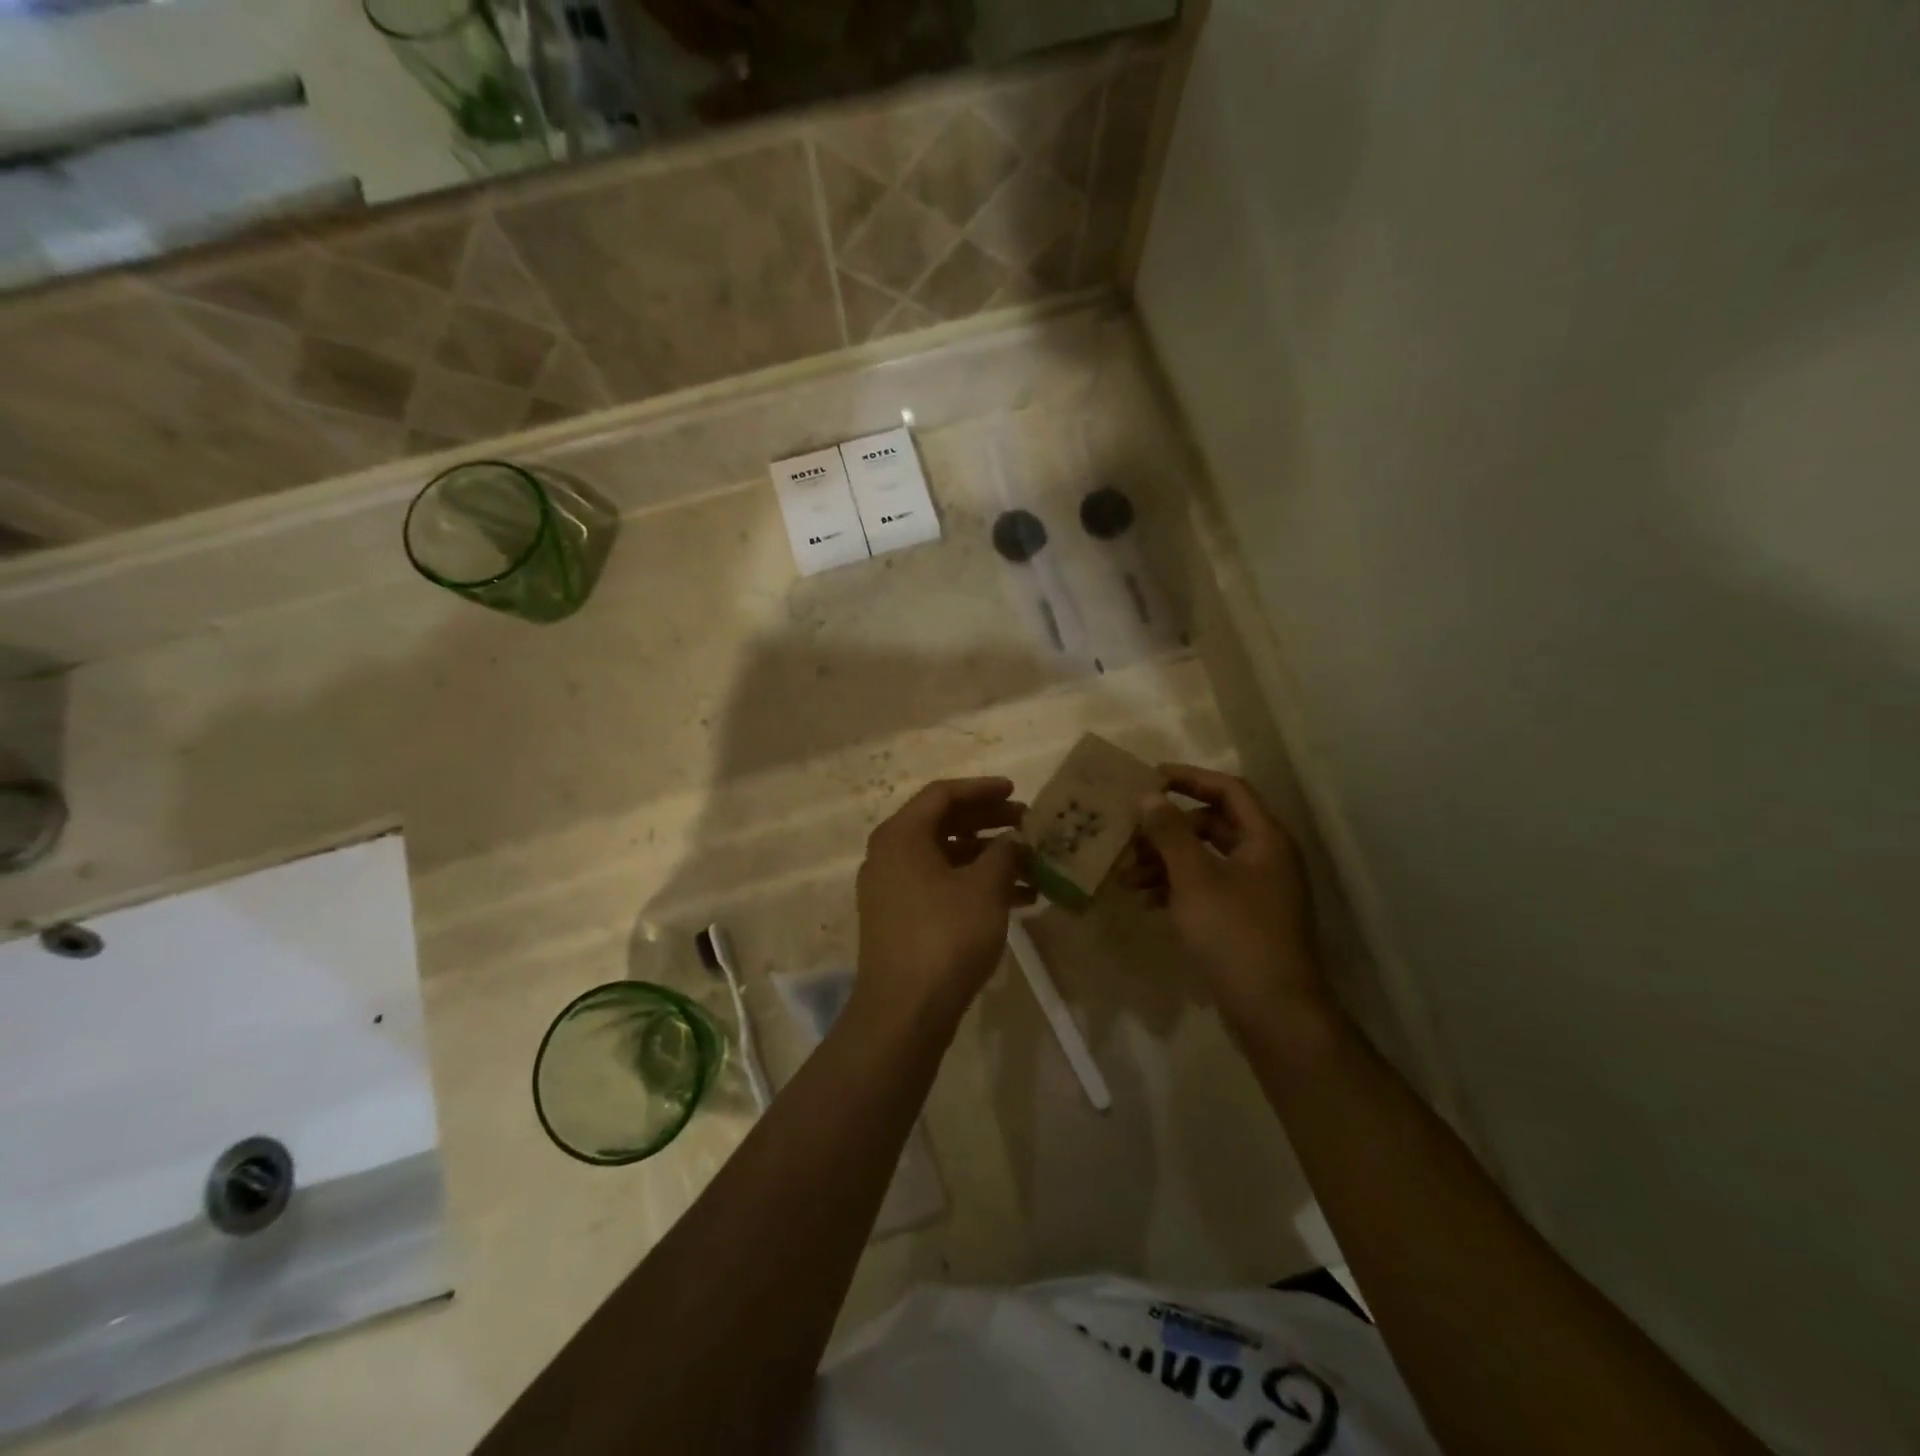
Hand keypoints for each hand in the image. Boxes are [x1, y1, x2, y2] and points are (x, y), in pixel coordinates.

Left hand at [853, 777, 1030, 1030]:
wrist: (905, 1011)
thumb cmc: (945, 936)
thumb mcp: (984, 889)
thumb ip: (1004, 854)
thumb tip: (1015, 840)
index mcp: (901, 835)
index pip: (943, 795)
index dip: (982, 789)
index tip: (1016, 791)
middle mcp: (890, 855)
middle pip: (943, 824)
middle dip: (989, 822)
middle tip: (1027, 824)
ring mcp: (893, 889)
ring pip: (946, 858)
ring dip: (988, 858)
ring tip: (1031, 865)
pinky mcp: (901, 918)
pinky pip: (941, 886)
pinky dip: (975, 886)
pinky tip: (1017, 898)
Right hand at [1127, 764, 1330, 1032]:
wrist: (1274, 1012)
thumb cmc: (1235, 934)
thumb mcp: (1195, 879)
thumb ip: (1170, 833)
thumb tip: (1150, 795)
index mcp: (1264, 839)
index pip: (1227, 789)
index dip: (1188, 779)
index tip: (1148, 779)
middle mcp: (1264, 857)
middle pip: (1211, 824)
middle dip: (1166, 830)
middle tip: (1128, 838)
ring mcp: (1255, 890)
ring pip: (1203, 859)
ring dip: (1164, 862)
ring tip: (1126, 877)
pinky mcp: (1242, 919)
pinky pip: (1204, 888)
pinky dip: (1175, 887)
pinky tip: (1145, 901)